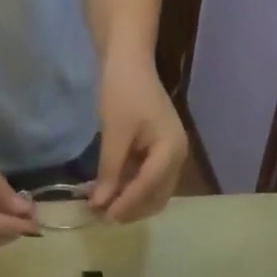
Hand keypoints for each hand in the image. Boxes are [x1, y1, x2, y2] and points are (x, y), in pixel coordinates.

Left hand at [91, 52, 187, 223]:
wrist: (129, 59)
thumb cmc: (123, 89)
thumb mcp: (114, 133)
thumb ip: (109, 171)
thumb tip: (99, 204)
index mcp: (171, 149)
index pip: (149, 187)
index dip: (126, 204)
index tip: (104, 217)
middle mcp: (177, 159)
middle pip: (155, 198)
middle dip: (130, 209)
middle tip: (102, 217)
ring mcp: (169, 158)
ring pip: (152, 195)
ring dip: (130, 204)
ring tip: (104, 208)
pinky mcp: (159, 156)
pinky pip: (147, 183)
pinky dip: (130, 192)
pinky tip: (110, 193)